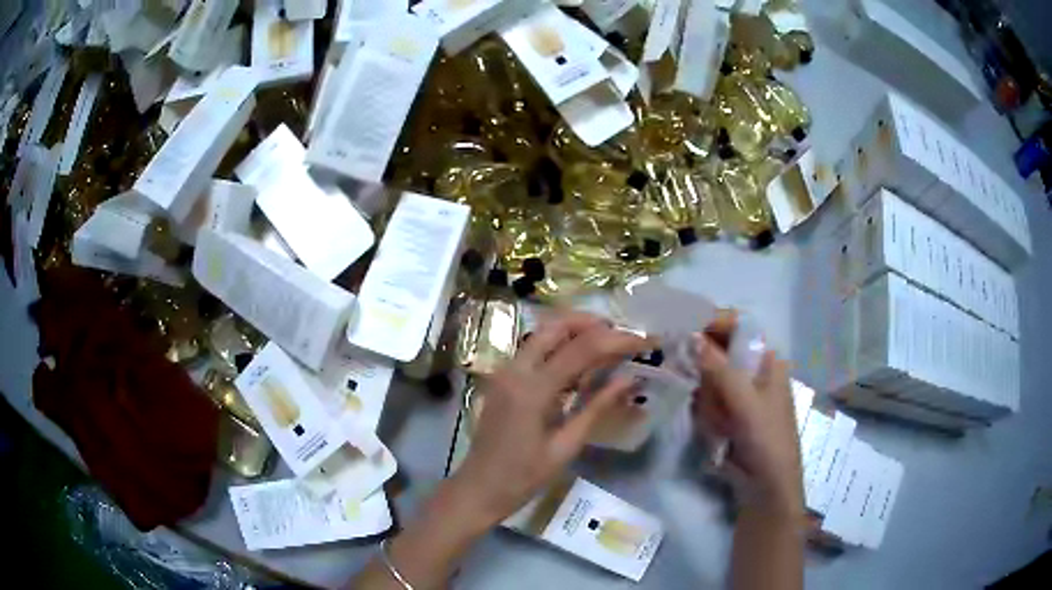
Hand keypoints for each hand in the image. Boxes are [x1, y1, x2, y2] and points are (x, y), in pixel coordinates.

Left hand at [451, 312, 650, 525]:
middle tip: (624, 336)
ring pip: (543, 332)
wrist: (479, 488)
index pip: (582, 348)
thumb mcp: (566, 446)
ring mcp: (505, 371)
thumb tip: (630, 378)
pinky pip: (534, 349)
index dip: (618, 340)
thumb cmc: (524, 477)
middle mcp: (516, 369)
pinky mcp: (503, 378)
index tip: (646, 340)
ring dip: (577, 330)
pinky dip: (561, 345)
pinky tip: (581, 362)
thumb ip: (597, 407)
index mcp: (533, 389)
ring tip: (610, 344)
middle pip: (557, 325)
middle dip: (594, 323)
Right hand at [692, 313, 802, 514]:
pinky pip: (707, 402)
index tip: (682, 327)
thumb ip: (718, 368)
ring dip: (708, 401)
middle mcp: (752, 371)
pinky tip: (719, 434)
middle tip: (702, 392)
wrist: (767, 487)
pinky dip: (708, 416)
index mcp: (766, 359)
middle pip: (717, 353)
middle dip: (706, 373)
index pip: (737, 325)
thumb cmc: (766, 439)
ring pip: (707, 380)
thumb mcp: (745, 401)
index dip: (711, 321)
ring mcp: (739, 394)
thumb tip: (692, 335)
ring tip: (720, 425)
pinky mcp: (727, 414)